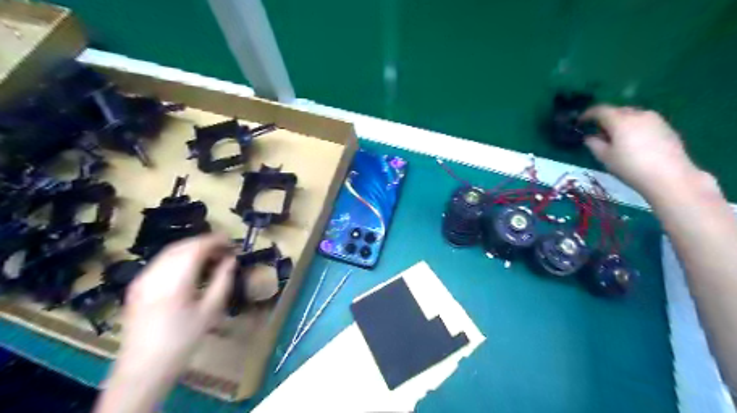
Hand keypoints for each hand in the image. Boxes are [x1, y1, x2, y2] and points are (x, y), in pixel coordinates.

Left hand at [94, 236, 231, 412]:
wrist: (143, 368)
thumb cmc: (182, 341)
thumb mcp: (210, 311)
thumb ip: (223, 281)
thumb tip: (232, 260)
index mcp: (174, 281)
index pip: (196, 248)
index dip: (215, 240)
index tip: (232, 241)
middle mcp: (155, 274)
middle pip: (182, 246)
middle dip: (204, 242)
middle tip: (224, 249)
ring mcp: (142, 279)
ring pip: (169, 252)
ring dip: (191, 248)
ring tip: (211, 256)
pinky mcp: (136, 286)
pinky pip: (160, 261)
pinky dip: (178, 257)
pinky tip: (190, 267)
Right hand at [582, 105, 698, 195]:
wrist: (669, 176)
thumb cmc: (630, 167)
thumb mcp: (605, 157)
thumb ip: (594, 144)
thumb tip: (590, 137)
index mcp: (620, 120)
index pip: (600, 110)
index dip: (587, 114)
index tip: (580, 122)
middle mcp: (638, 114)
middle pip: (617, 111)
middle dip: (605, 119)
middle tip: (598, 133)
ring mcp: (655, 119)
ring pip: (632, 116)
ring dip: (621, 123)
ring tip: (616, 138)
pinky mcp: (666, 127)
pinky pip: (644, 122)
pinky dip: (634, 128)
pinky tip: (633, 143)